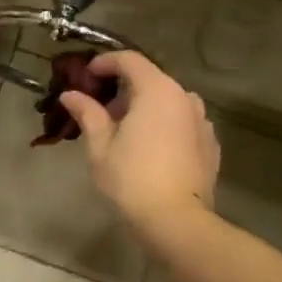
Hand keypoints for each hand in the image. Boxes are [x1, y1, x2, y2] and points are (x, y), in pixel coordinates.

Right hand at [58, 51, 219, 225]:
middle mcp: (185, 97)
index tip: (87, 75)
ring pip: (168, 101)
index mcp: (157, 90)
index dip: (105, 63)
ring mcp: (202, 121)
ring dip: (145, 107)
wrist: (177, 221)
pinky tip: (150, 149)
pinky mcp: (210, 144)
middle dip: (124, 89)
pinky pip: (182, 123)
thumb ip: (87, 113)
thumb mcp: (100, 146)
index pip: (129, 60)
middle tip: (101, 111)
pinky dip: (164, 125)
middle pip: (151, 79)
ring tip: (125, 132)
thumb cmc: (132, 179)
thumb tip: (70, 95)